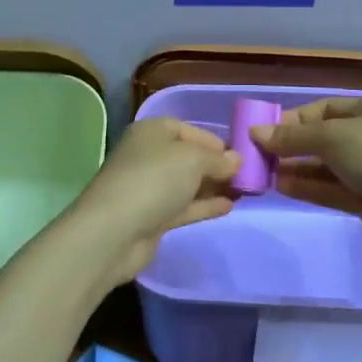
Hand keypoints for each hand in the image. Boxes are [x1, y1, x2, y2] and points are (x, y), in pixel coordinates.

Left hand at [58, 118, 240, 285]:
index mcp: (151, 132)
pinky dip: (204, 205)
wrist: (114, 232)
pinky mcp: (152, 217)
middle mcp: (148, 156)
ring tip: (244, 192)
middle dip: (216, 165)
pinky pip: (184, 206)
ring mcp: (149, 188)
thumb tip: (237, 160)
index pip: (186, 129)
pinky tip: (229, 207)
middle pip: (187, 157)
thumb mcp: (192, 159)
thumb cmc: (154, 180)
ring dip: (213, 186)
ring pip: (187, 183)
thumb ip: (218, 159)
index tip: (239, 154)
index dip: (212, 140)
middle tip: (247, 176)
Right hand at [252, 97, 361, 252]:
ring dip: (295, 168)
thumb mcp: (331, 136)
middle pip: (321, 138)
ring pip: (324, 166)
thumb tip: (255, 133)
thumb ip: (292, 137)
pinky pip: (330, 189)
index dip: (293, 119)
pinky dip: (307, 187)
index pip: (323, 109)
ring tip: (264, 173)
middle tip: (258, 155)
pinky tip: (281, 186)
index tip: (264, 131)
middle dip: (291, 146)